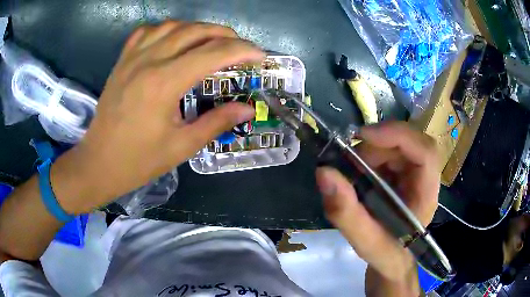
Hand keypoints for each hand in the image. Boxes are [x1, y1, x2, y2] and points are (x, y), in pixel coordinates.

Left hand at [51, 21, 263, 213]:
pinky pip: (146, 31)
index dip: (242, 50)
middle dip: (225, 34)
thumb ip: (217, 122)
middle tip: (240, 47)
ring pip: (172, 25)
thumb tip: (247, 109)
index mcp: (165, 82)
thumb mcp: (182, 146)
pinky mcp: (122, 61)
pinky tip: (172, 40)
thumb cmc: (139, 160)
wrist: (99, 163)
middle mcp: (149, 61)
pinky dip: (166, 29)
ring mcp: (132, 57)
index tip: (259, 55)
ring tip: (211, 41)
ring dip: (198, 28)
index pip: (214, 53)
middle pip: (195, 31)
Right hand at [315, 122, 439, 292]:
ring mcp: (416, 173)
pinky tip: (360, 172)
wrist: (392, 257)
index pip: (426, 152)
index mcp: (426, 195)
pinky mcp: (406, 172)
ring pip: (398, 143)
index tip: (363, 136)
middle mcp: (426, 178)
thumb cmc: (385, 253)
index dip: (398, 136)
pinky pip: (390, 151)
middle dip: (377, 146)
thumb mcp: (363, 240)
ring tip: (353, 171)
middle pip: (410, 142)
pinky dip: (371, 155)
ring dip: (372, 150)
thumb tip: (323, 172)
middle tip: (349, 161)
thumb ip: (344, 211)